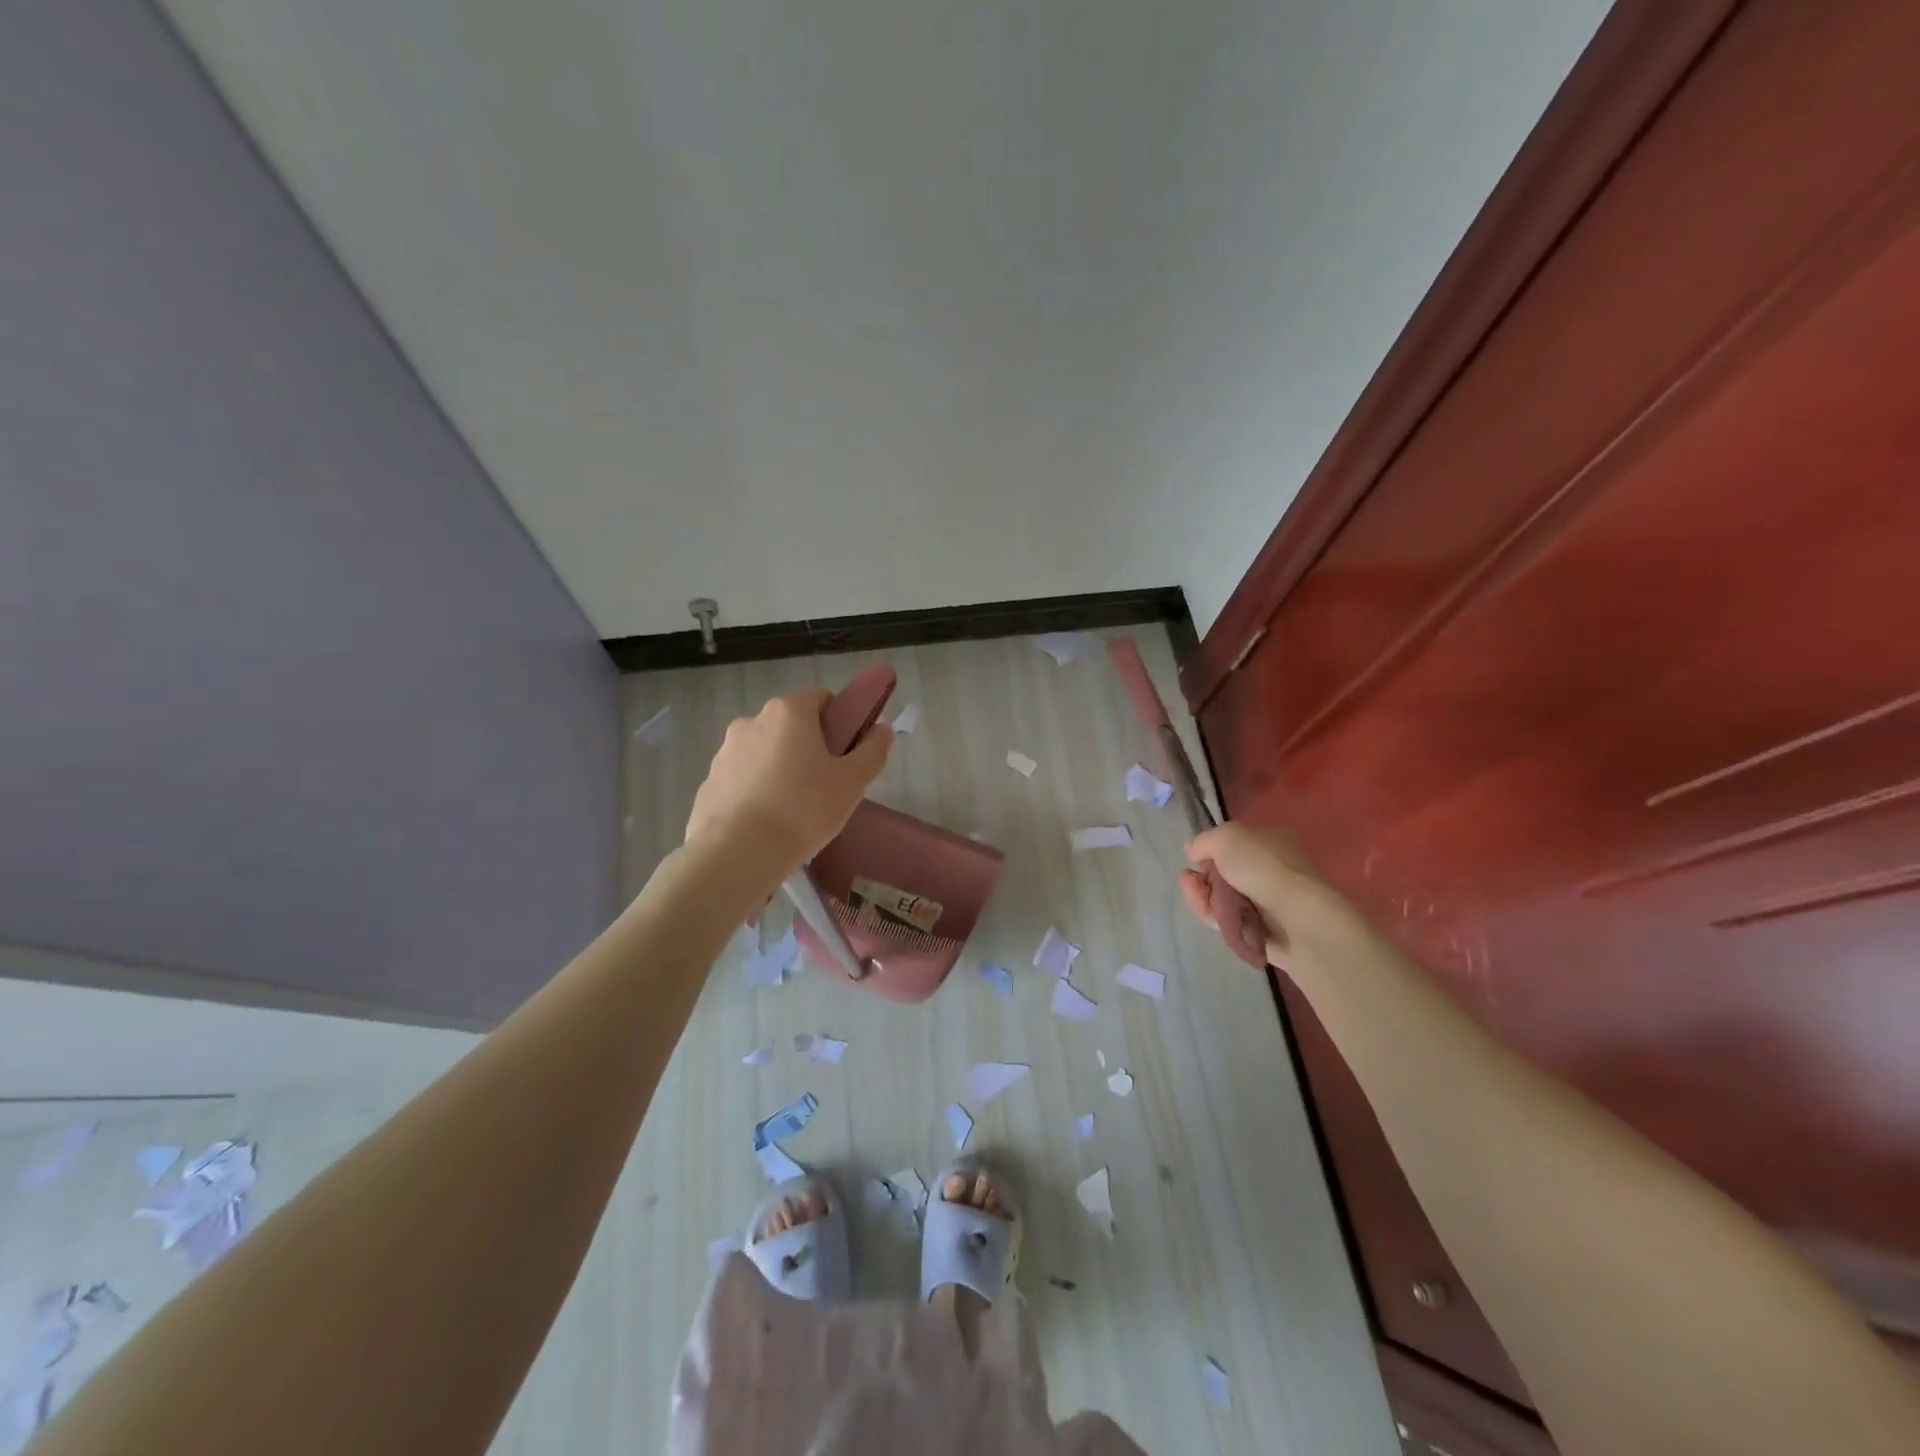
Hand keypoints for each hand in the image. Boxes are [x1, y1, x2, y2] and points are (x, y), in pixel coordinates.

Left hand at [685, 689, 893, 868]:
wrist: (737, 854)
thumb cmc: (803, 810)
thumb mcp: (852, 783)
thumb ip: (872, 751)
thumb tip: (883, 730)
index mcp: (788, 712)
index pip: (821, 698)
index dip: (839, 721)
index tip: (846, 752)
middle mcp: (752, 721)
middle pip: (790, 725)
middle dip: (808, 746)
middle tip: (825, 784)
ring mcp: (725, 751)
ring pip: (764, 751)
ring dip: (780, 768)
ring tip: (793, 809)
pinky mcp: (708, 782)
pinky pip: (742, 778)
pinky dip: (755, 790)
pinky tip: (766, 822)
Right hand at [1180, 824, 1345, 964]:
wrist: (1298, 921)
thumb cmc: (1264, 869)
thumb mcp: (1226, 837)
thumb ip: (1204, 841)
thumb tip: (1194, 852)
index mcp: (1273, 842)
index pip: (1235, 845)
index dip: (1211, 851)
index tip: (1195, 859)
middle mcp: (1273, 871)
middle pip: (1226, 874)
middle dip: (1202, 878)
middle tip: (1189, 881)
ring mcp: (1270, 903)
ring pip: (1225, 900)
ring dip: (1204, 897)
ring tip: (1197, 898)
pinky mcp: (1265, 932)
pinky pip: (1232, 922)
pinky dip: (1217, 918)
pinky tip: (1209, 915)